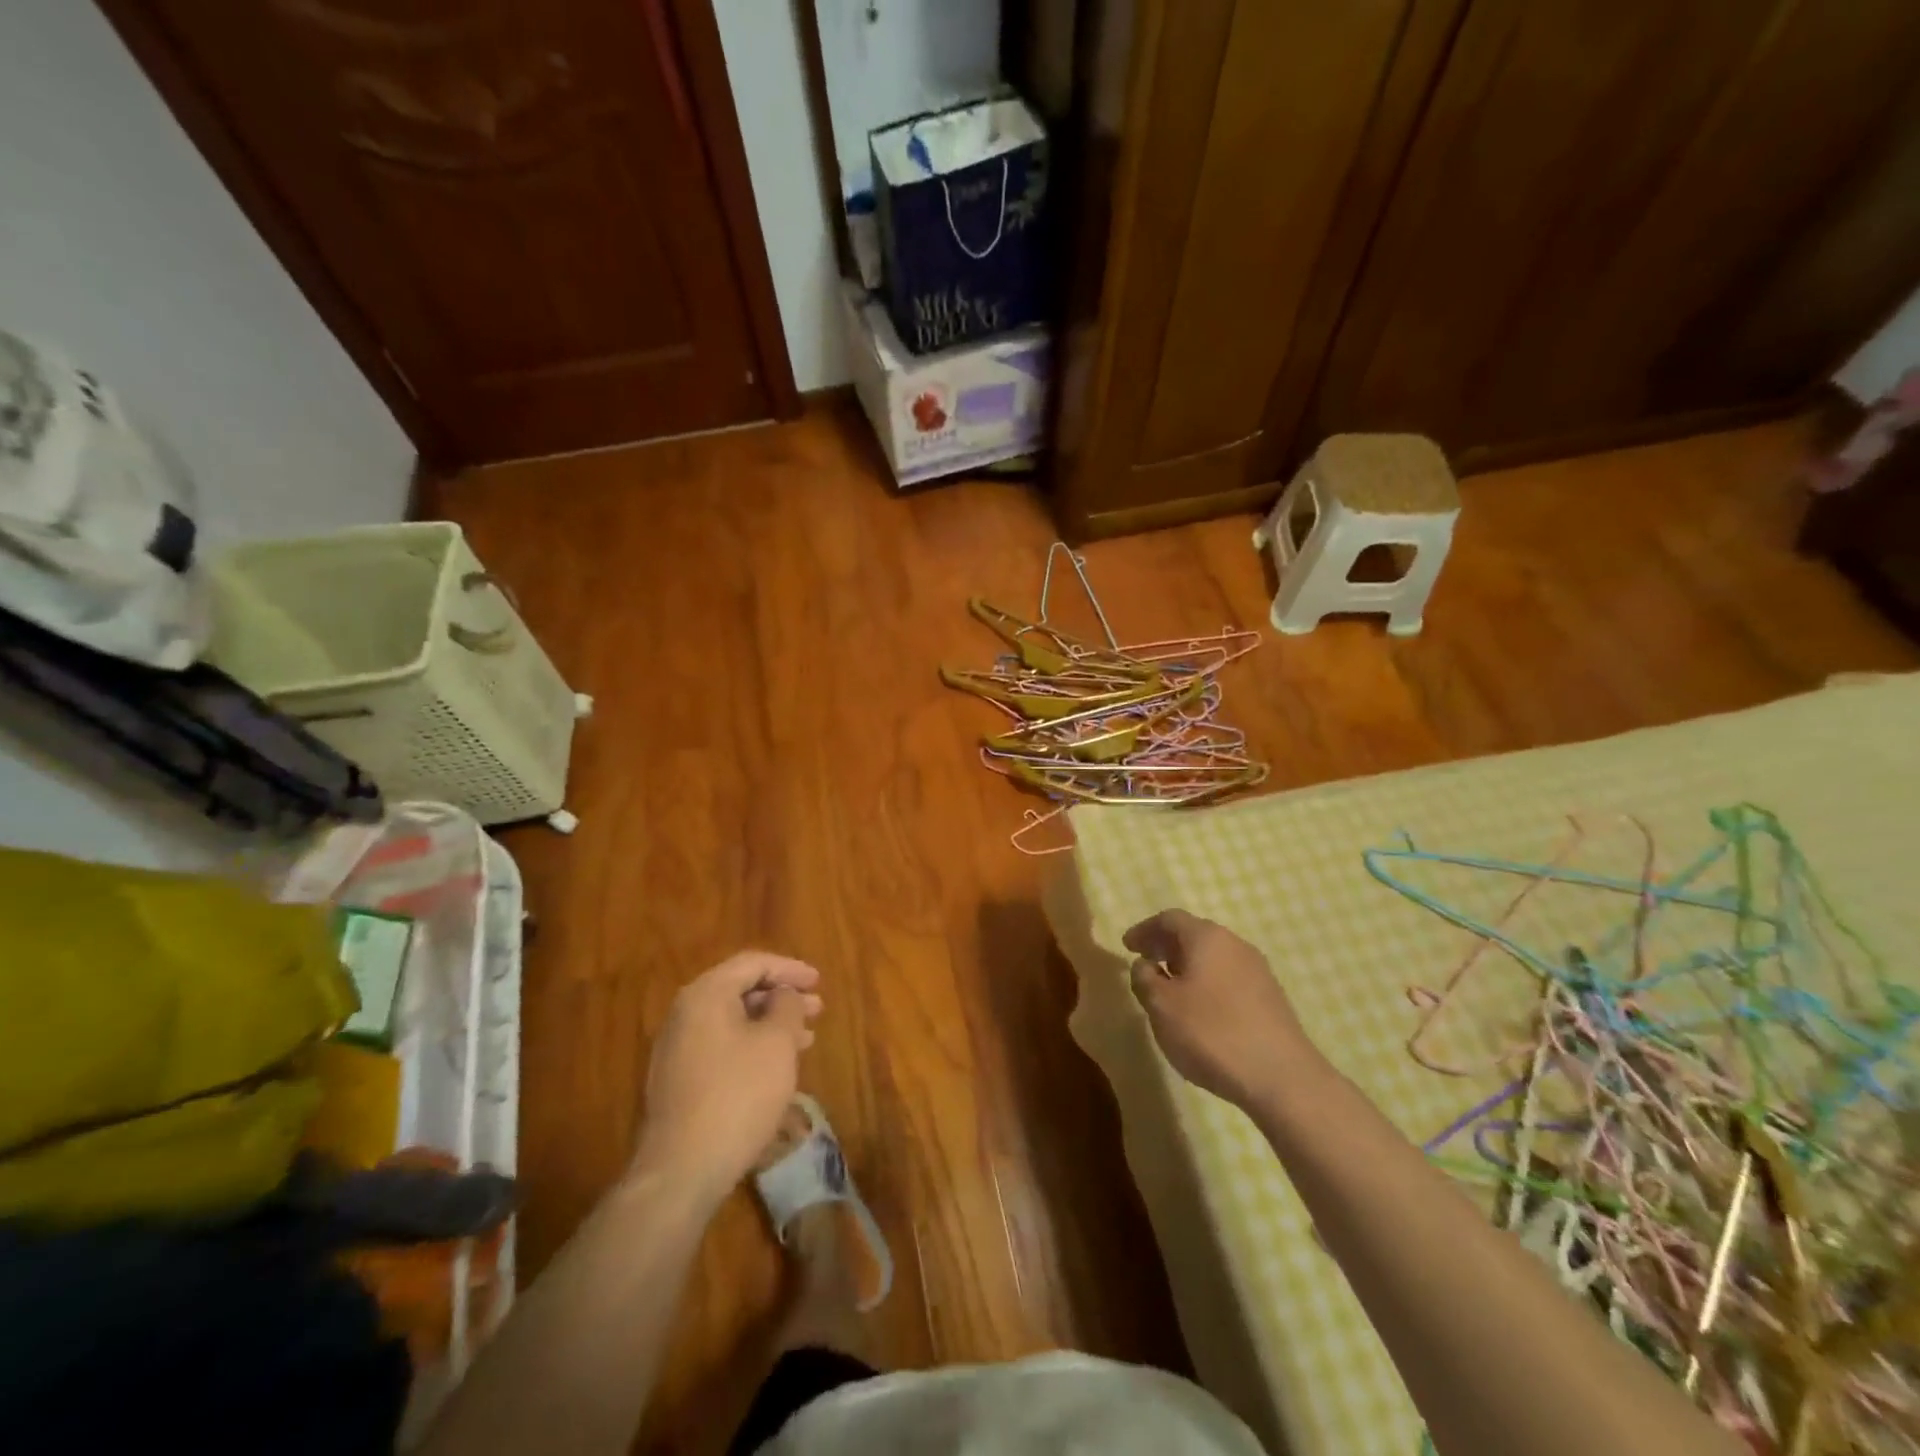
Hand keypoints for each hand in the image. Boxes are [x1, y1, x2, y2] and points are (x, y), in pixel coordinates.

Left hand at [630, 952, 822, 1207]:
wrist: (681, 1170)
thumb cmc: (738, 1094)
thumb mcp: (777, 1042)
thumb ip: (786, 1006)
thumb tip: (783, 995)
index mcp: (705, 995)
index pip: (753, 964)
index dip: (790, 969)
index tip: (819, 982)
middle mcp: (684, 1014)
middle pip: (739, 990)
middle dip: (782, 997)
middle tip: (817, 1009)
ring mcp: (676, 1050)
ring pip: (732, 1021)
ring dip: (771, 1024)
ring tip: (805, 1039)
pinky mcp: (678, 1082)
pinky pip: (721, 1047)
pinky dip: (751, 1046)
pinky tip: (775, 1068)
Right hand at [1124, 909, 1320, 1109]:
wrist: (1283, 1078)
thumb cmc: (1212, 1033)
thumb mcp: (1161, 1006)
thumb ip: (1144, 979)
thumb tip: (1145, 965)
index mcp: (1207, 937)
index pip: (1169, 919)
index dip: (1144, 930)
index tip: (1127, 947)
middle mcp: (1235, 944)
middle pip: (1194, 934)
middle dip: (1166, 946)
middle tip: (1145, 964)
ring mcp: (1258, 971)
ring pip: (1213, 957)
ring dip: (1187, 967)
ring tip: (1170, 991)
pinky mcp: (1271, 998)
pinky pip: (1229, 978)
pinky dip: (1207, 984)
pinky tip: (1201, 1012)